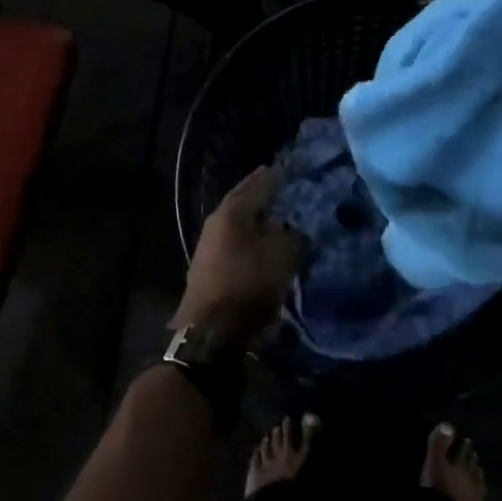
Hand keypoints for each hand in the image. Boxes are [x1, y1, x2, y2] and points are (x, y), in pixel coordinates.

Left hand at [174, 166, 301, 352]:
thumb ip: (292, 236)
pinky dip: (248, 236)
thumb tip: (293, 229)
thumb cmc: (248, 286)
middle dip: (260, 192)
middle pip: (242, 200)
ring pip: (236, 221)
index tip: (288, 169)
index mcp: (233, 212)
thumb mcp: (282, 257)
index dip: (274, 177)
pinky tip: (259, 241)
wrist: (210, 331)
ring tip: (274, 213)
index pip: (257, 184)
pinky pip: (233, 241)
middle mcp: (216, 222)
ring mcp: (208, 245)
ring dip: (253, 216)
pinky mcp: (208, 267)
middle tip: (279, 185)